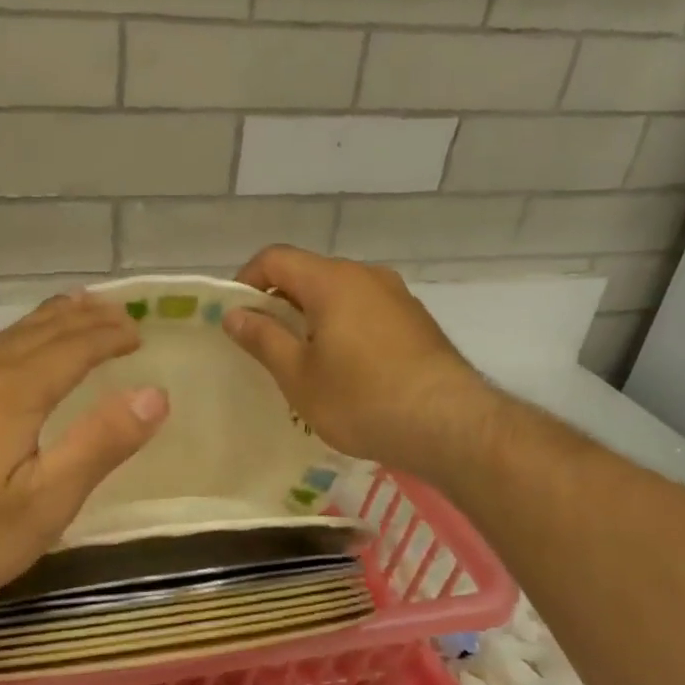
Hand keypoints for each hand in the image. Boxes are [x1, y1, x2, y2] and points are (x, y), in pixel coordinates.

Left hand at [0, 293, 168, 620]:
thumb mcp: (44, 503)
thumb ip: (100, 445)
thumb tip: (155, 394)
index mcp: (14, 390)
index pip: (74, 346)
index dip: (110, 335)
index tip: (139, 331)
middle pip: (40, 329)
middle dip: (83, 318)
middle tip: (116, 311)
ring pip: (6, 336)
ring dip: (48, 322)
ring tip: (74, 311)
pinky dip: (15, 339)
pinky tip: (10, 354)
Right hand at [224, 246, 486, 476]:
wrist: (449, 425)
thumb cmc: (361, 399)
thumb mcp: (298, 375)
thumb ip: (263, 338)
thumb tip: (234, 314)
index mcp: (332, 280)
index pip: (275, 258)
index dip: (246, 281)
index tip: (236, 318)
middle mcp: (366, 276)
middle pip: (309, 274)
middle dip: (279, 303)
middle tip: (263, 346)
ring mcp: (397, 297)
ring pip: (339, 295)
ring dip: (312, 318)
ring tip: (303, 363)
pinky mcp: (416, 322)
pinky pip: (366, 312)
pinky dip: (343, 329)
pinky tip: (344, 371)